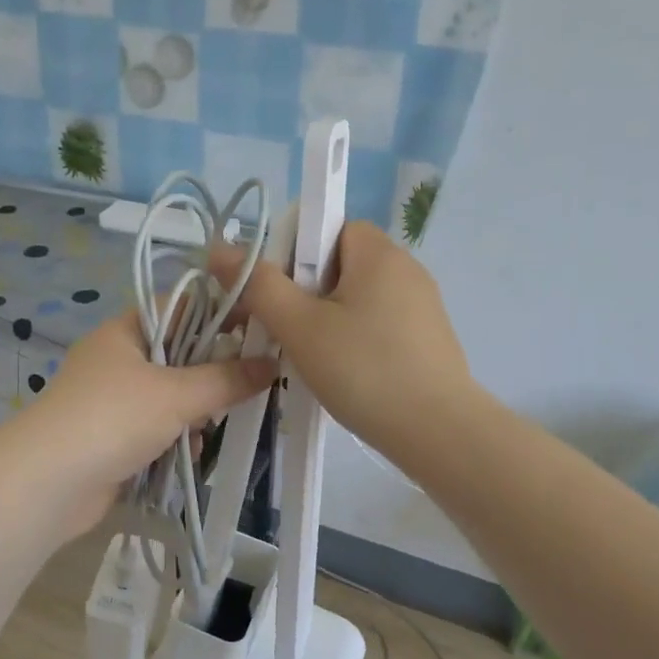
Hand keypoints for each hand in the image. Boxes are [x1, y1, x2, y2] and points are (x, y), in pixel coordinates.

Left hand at [13, 307, 276, 536]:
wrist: (47, 484)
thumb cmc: (112, 419)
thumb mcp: (176, 394)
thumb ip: (226, 379)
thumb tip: (272, 364)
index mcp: (126, 331)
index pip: (182, 307)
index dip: (222, 312)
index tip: (263, 327)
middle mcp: (118, 360)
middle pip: (179, 354)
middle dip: (215, 369)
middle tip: (257, 379)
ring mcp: (113, 401)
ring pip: (171, 395)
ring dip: (198, 409)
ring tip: (231, 418)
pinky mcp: (114, 439)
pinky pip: (158, 429)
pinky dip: (178, 437)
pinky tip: (197, 450)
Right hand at [210, 221, 476, 463]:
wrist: (437, 431)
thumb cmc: (363, 369)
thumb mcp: (300, 326)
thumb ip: (259, 284)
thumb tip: (221, 248)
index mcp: (379, 253)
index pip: (330, 227)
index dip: (296, 251)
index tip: (279, 292)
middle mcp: (406, 269)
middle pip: (341, 263)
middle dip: (307, 291)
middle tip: (286, 330)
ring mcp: (423, 306)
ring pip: (358, 298)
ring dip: (328, 320)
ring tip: (310, 358)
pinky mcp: (428, 339)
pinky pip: (379, 324)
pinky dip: (355, 340)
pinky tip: (345, 374)